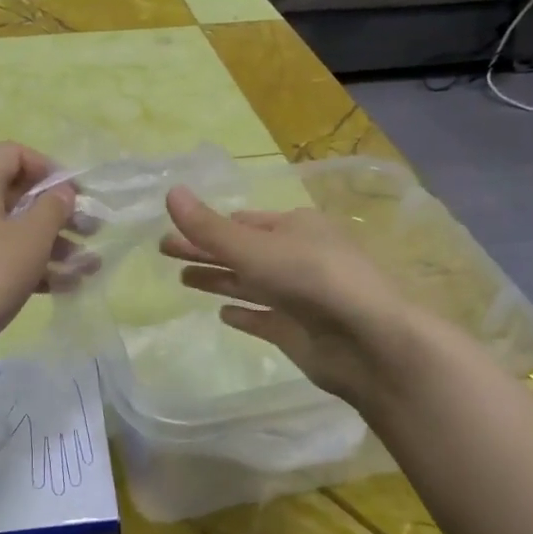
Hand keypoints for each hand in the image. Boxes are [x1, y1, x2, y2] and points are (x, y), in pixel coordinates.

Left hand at [0, 143, 79, 365]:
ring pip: (13, 232)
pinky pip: (2, 260)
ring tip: (89, 266)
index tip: (74, 194)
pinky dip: (32, 268)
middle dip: (57, 212)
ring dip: (52, 244)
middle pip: (16, 195)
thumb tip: (61, 192)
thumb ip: (52, 209)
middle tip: (92, 231)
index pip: (12, 154)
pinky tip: (66, 287)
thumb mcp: (29, 238)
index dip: (47, 167)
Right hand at [160, 185, 426, 412]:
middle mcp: (298, 257)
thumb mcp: (253, 247)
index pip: (243, 221)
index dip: (208, 224)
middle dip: (205, 249)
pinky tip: (222, 315)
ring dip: (219, 279)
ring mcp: (300, 296)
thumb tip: (170, 192)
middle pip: (241, 251)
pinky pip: (264, 319)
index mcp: (294, 227)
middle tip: (164, 250)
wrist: (369, 341)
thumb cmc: (311, 279)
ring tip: (182, 278)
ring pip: (250, 283)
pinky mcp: (300, 332)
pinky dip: (244, 315)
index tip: (174, 227)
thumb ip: (209, 227)